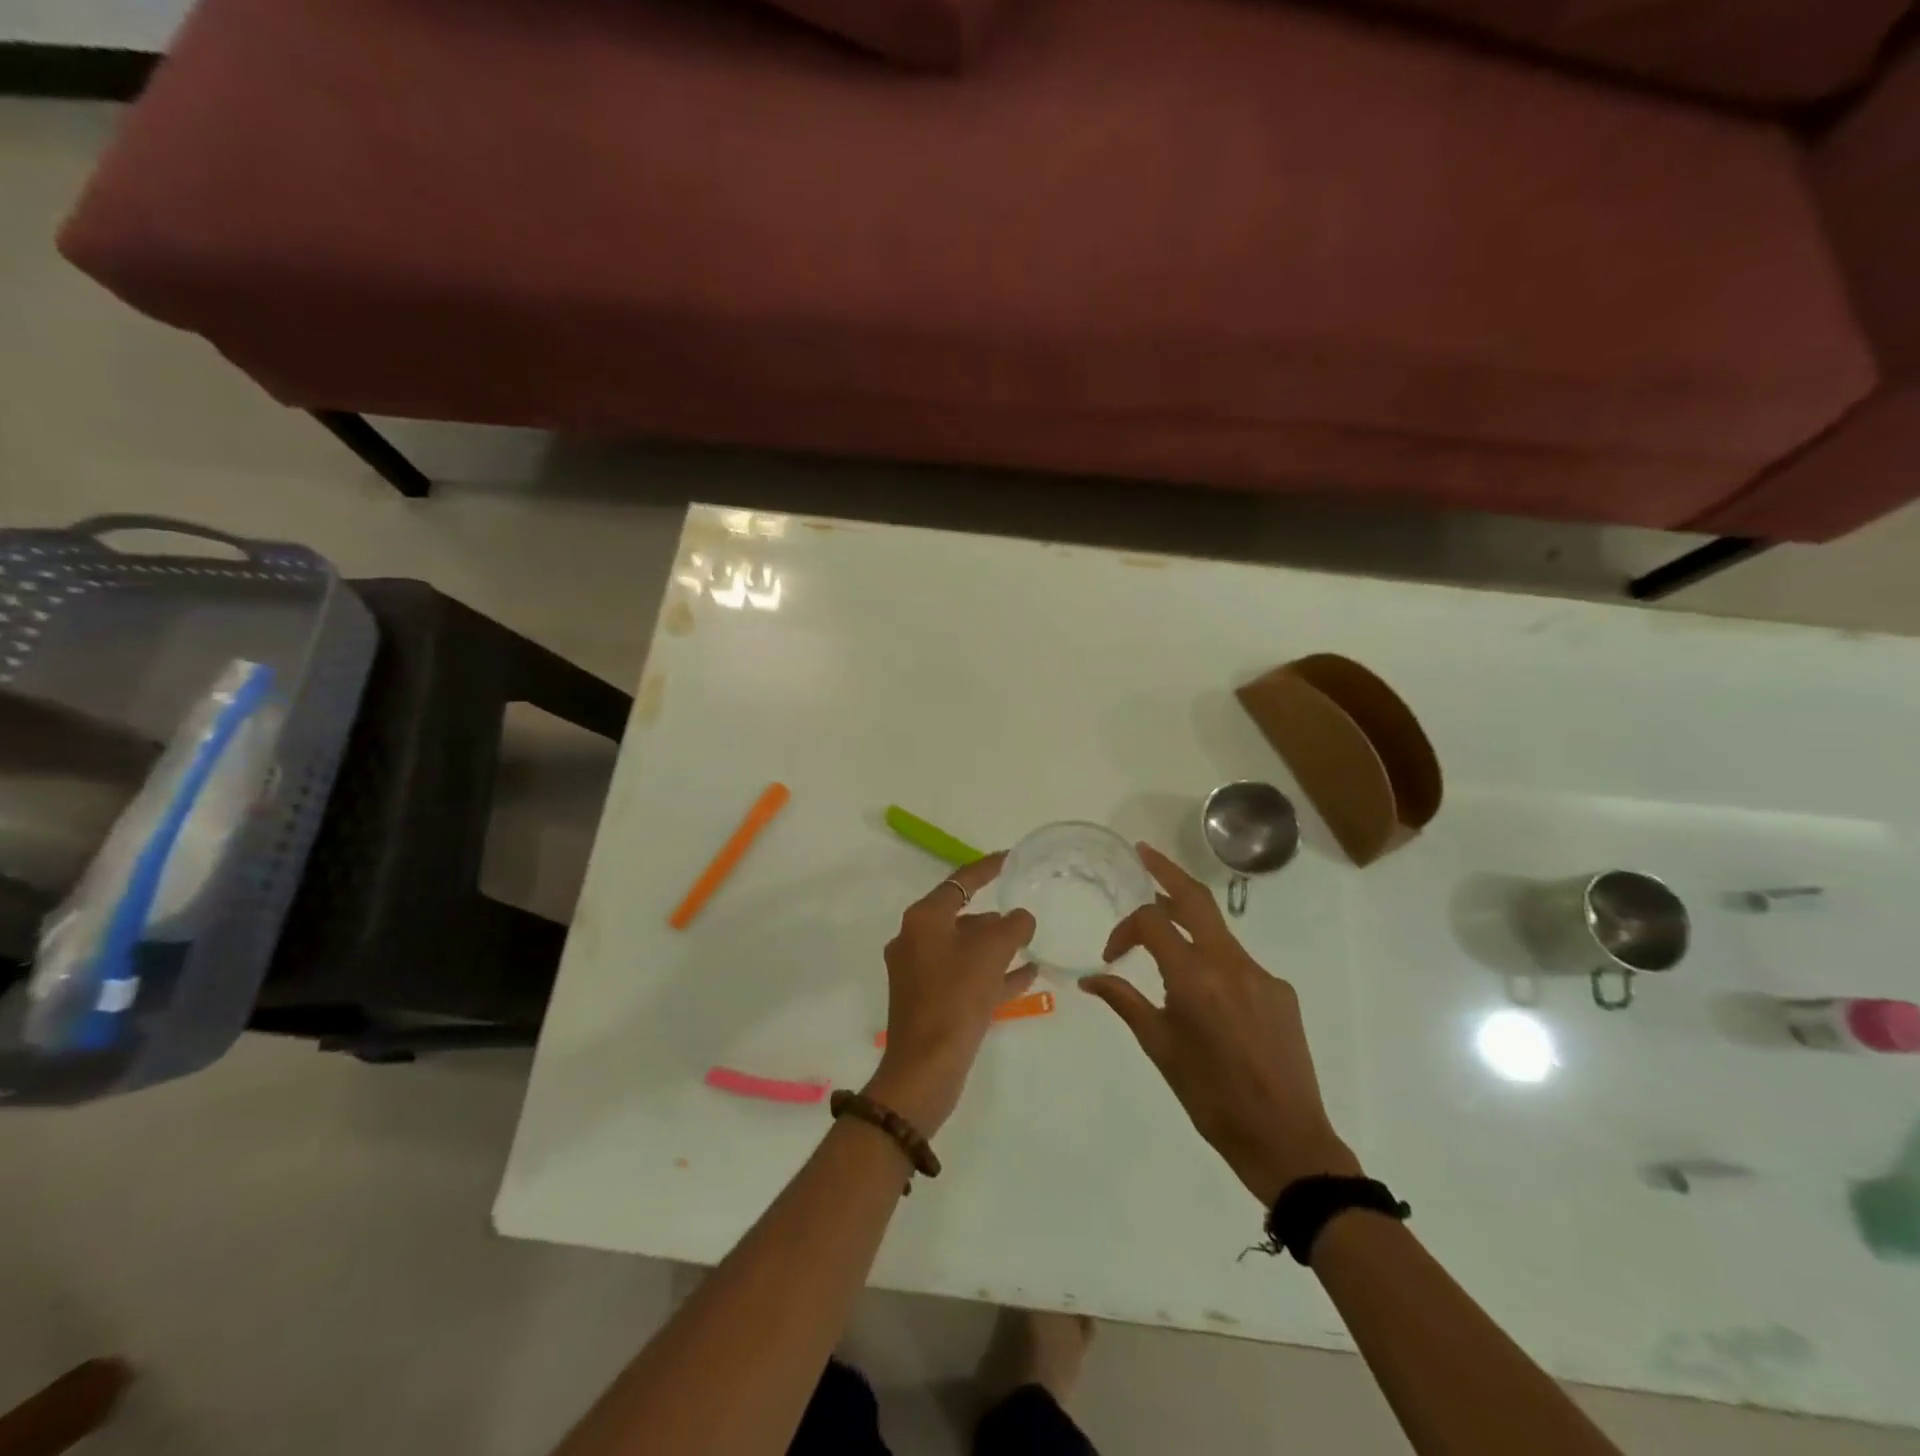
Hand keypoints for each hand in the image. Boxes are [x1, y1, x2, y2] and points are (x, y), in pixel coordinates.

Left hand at [864, 853, 1036, 1136]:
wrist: (925, 1069)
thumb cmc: (956, 998)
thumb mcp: (991, 952)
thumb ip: (1012, 926)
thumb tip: (1020, 918)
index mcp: (923, 919)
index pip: (959, 882)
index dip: (986, 868)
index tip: (1009, 858)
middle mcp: (915, 940)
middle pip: (960, 916)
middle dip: (994, 916)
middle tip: (1025, 914)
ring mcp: (919, 973)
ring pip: (964, 949)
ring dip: (995, 946)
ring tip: (1030, 944)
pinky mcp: (928, 1001)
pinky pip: (965, 977)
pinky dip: (991, 973)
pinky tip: (1026, 976)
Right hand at [1081, 842, 1359, 1204]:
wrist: (1286, 1139)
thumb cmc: (1211, 1098)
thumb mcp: (1160, 1048)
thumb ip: (1125, 1002)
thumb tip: (1089, 979)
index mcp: (1195, 977)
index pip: (1152, 921)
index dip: (1125, 929)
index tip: (1111, 956)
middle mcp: (1230, 963)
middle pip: (1195, 898)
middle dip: (1166, 870)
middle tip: (1142, 852)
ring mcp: (1261, 974)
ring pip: (1216, 932)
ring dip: (1187, 922)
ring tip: (1163, 933)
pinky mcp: (1280, 991)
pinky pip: (1238, 961)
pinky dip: (1213, 960)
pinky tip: (1206, 997)